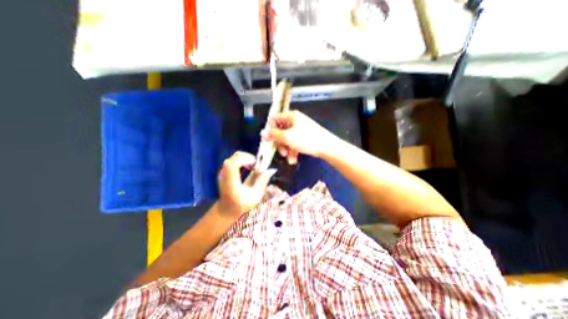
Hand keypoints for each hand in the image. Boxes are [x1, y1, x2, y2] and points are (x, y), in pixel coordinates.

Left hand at [218, 150, 277, 217]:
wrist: (226, 209)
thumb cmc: (241, 205)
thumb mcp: (255, 196)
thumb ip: (262, 182)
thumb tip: (270, 170)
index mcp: (231, 182)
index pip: (233, 163)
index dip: (245, 159)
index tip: (255, 163)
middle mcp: (225, 174)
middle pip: (235, 157)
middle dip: (248, 156)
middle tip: (256, 164)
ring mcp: (223, 172)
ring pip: (234, 157)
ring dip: (246, 158)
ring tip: (253, 166)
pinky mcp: (224, 171)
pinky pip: (234, 160)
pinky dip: (242, 160)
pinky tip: (248, 167)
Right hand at [260, 109, 335, 163]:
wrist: (327, 147)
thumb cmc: (307, 139)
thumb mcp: (288, 137)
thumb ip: (274, 135)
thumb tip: (263, 133)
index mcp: (290, 116)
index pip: (274, 119)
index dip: (270, 130)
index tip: (269, 140)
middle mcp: (294, 121)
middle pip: (280, 131)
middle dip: (280, 144)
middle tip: (282, 152)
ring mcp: (299, 129)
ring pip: (286, 139)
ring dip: (286, 150)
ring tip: (289, 158)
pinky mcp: (303, 137)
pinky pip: (293, 143)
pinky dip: (292, 151)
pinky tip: (293, 159)